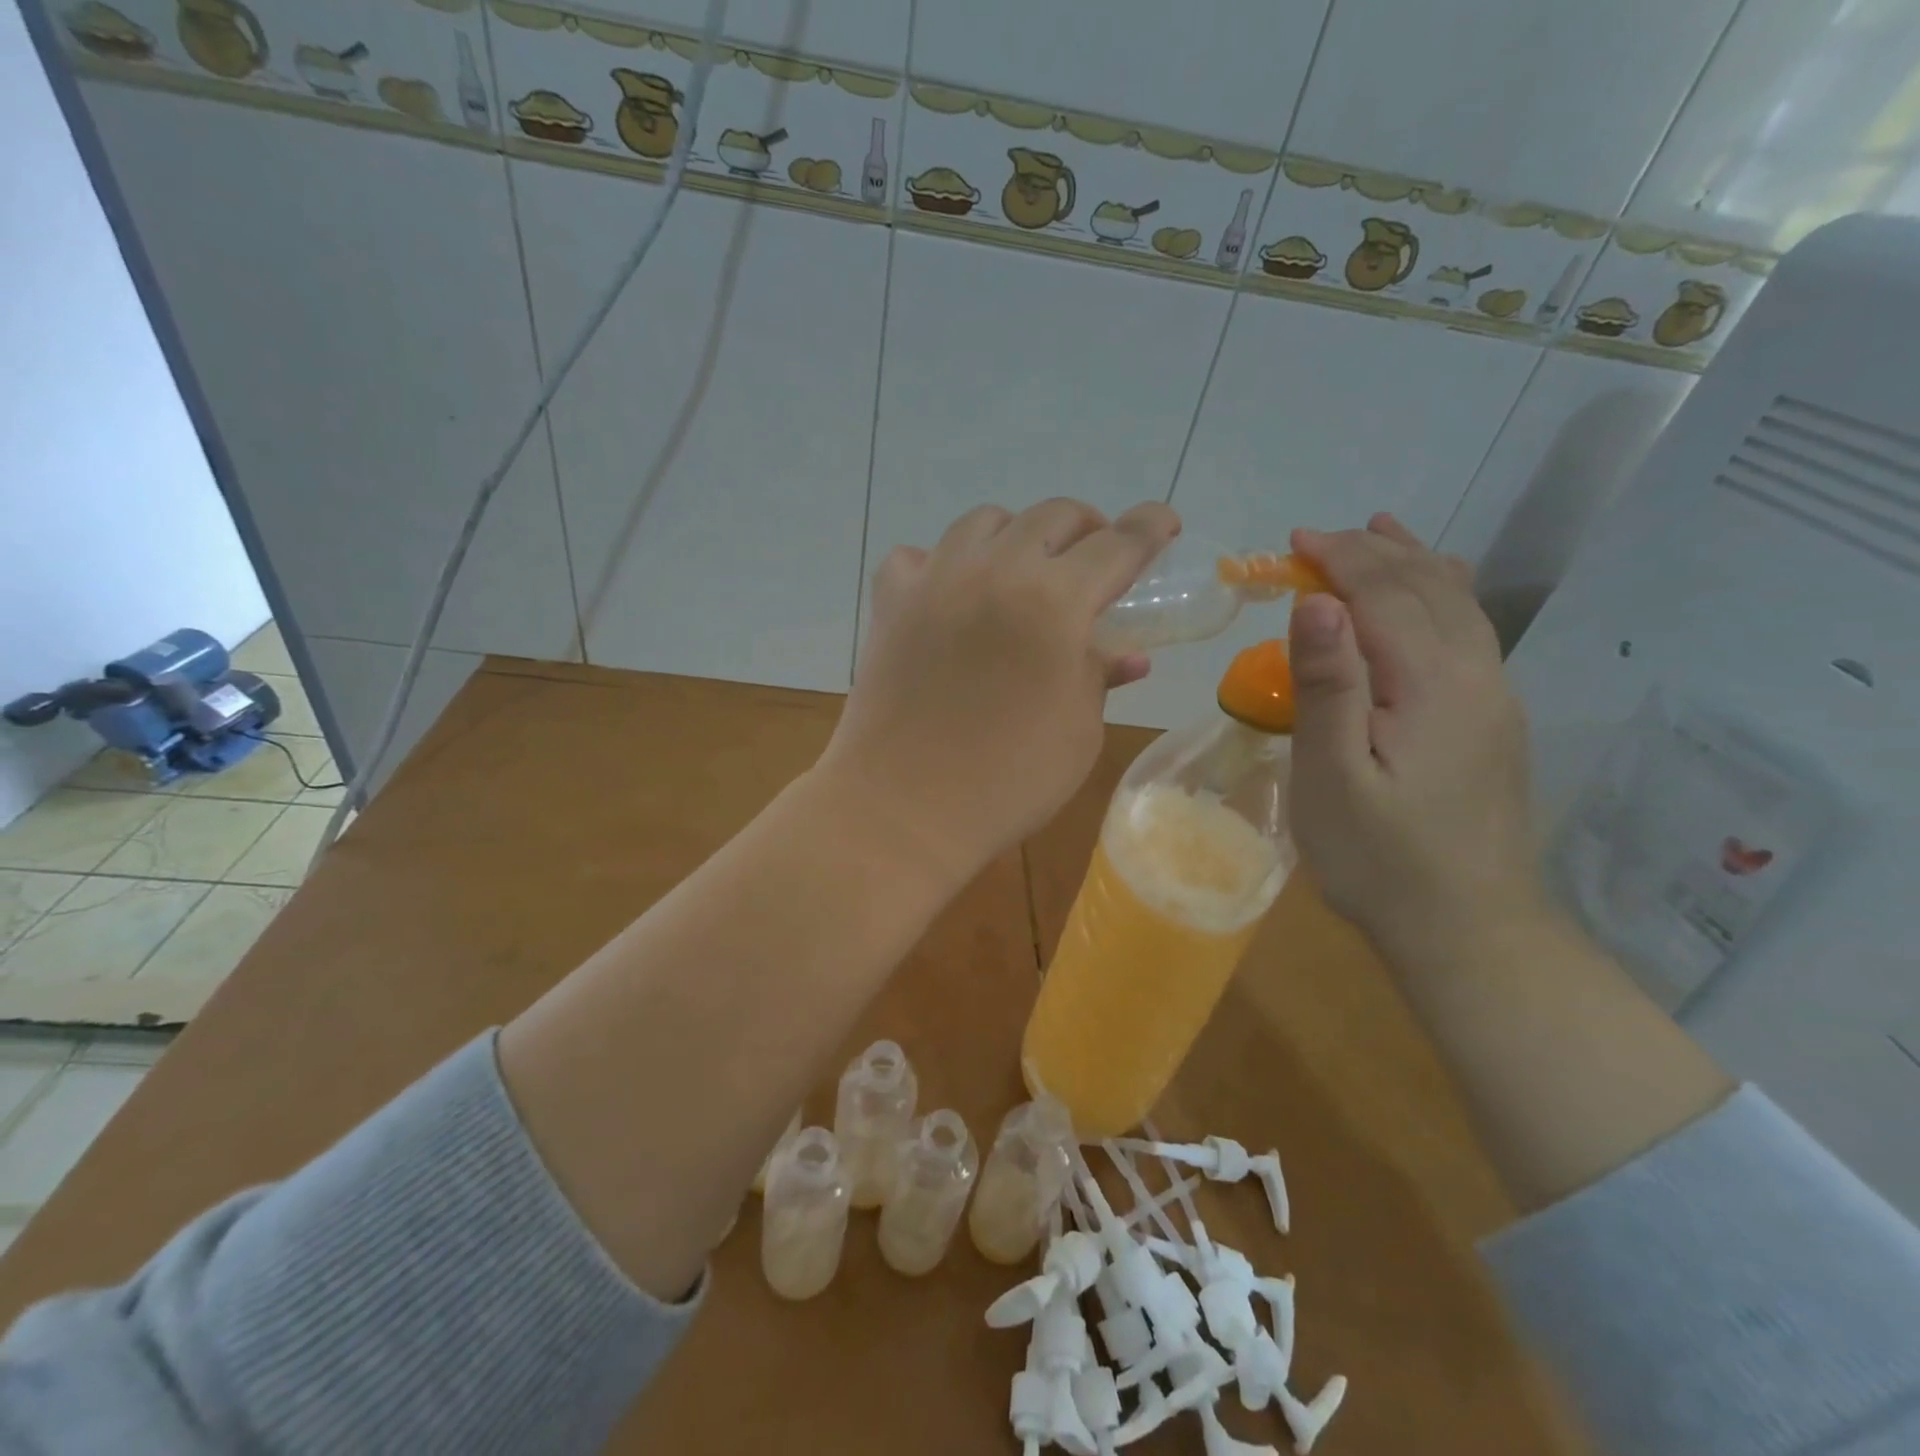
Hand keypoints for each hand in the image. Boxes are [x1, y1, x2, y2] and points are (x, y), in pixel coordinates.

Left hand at [820, 498, 1179, 884]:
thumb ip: (1099, 675)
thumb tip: (1125, 654)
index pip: (1117, 544)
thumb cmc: (1008, 781)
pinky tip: (951, 595)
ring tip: (1025, 572)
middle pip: (1052, 515)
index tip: (1164, 523)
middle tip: (1095, 561)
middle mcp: (995, 571)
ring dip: (1017, 536)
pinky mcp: (890, 603)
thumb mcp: (1078, 732)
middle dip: (1087, 529)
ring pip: (984, 522)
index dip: (1149, 527)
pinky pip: (918, 555)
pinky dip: (943, 564)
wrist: (904, 809)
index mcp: (1055, 602)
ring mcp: (935, 580)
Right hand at [1286, 514, 1542, 957]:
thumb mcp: (1332, 775)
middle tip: (1314, 539)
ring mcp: (1493, 698)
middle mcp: (1475, 675)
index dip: (1338, 560)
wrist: (1467, 929)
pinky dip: (1441, 595)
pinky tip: (1432, 593)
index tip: (1291, 543)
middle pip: (1426, 588)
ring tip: (1381, 532)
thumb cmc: (1379, 857)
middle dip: (1370, 553)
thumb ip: (1327, 686)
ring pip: (1457, 605)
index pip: (1383, 595)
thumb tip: (1315, 603)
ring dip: (1412, 563)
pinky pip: (1469, 633)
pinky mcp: (1492, 722)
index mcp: (1432, 683)